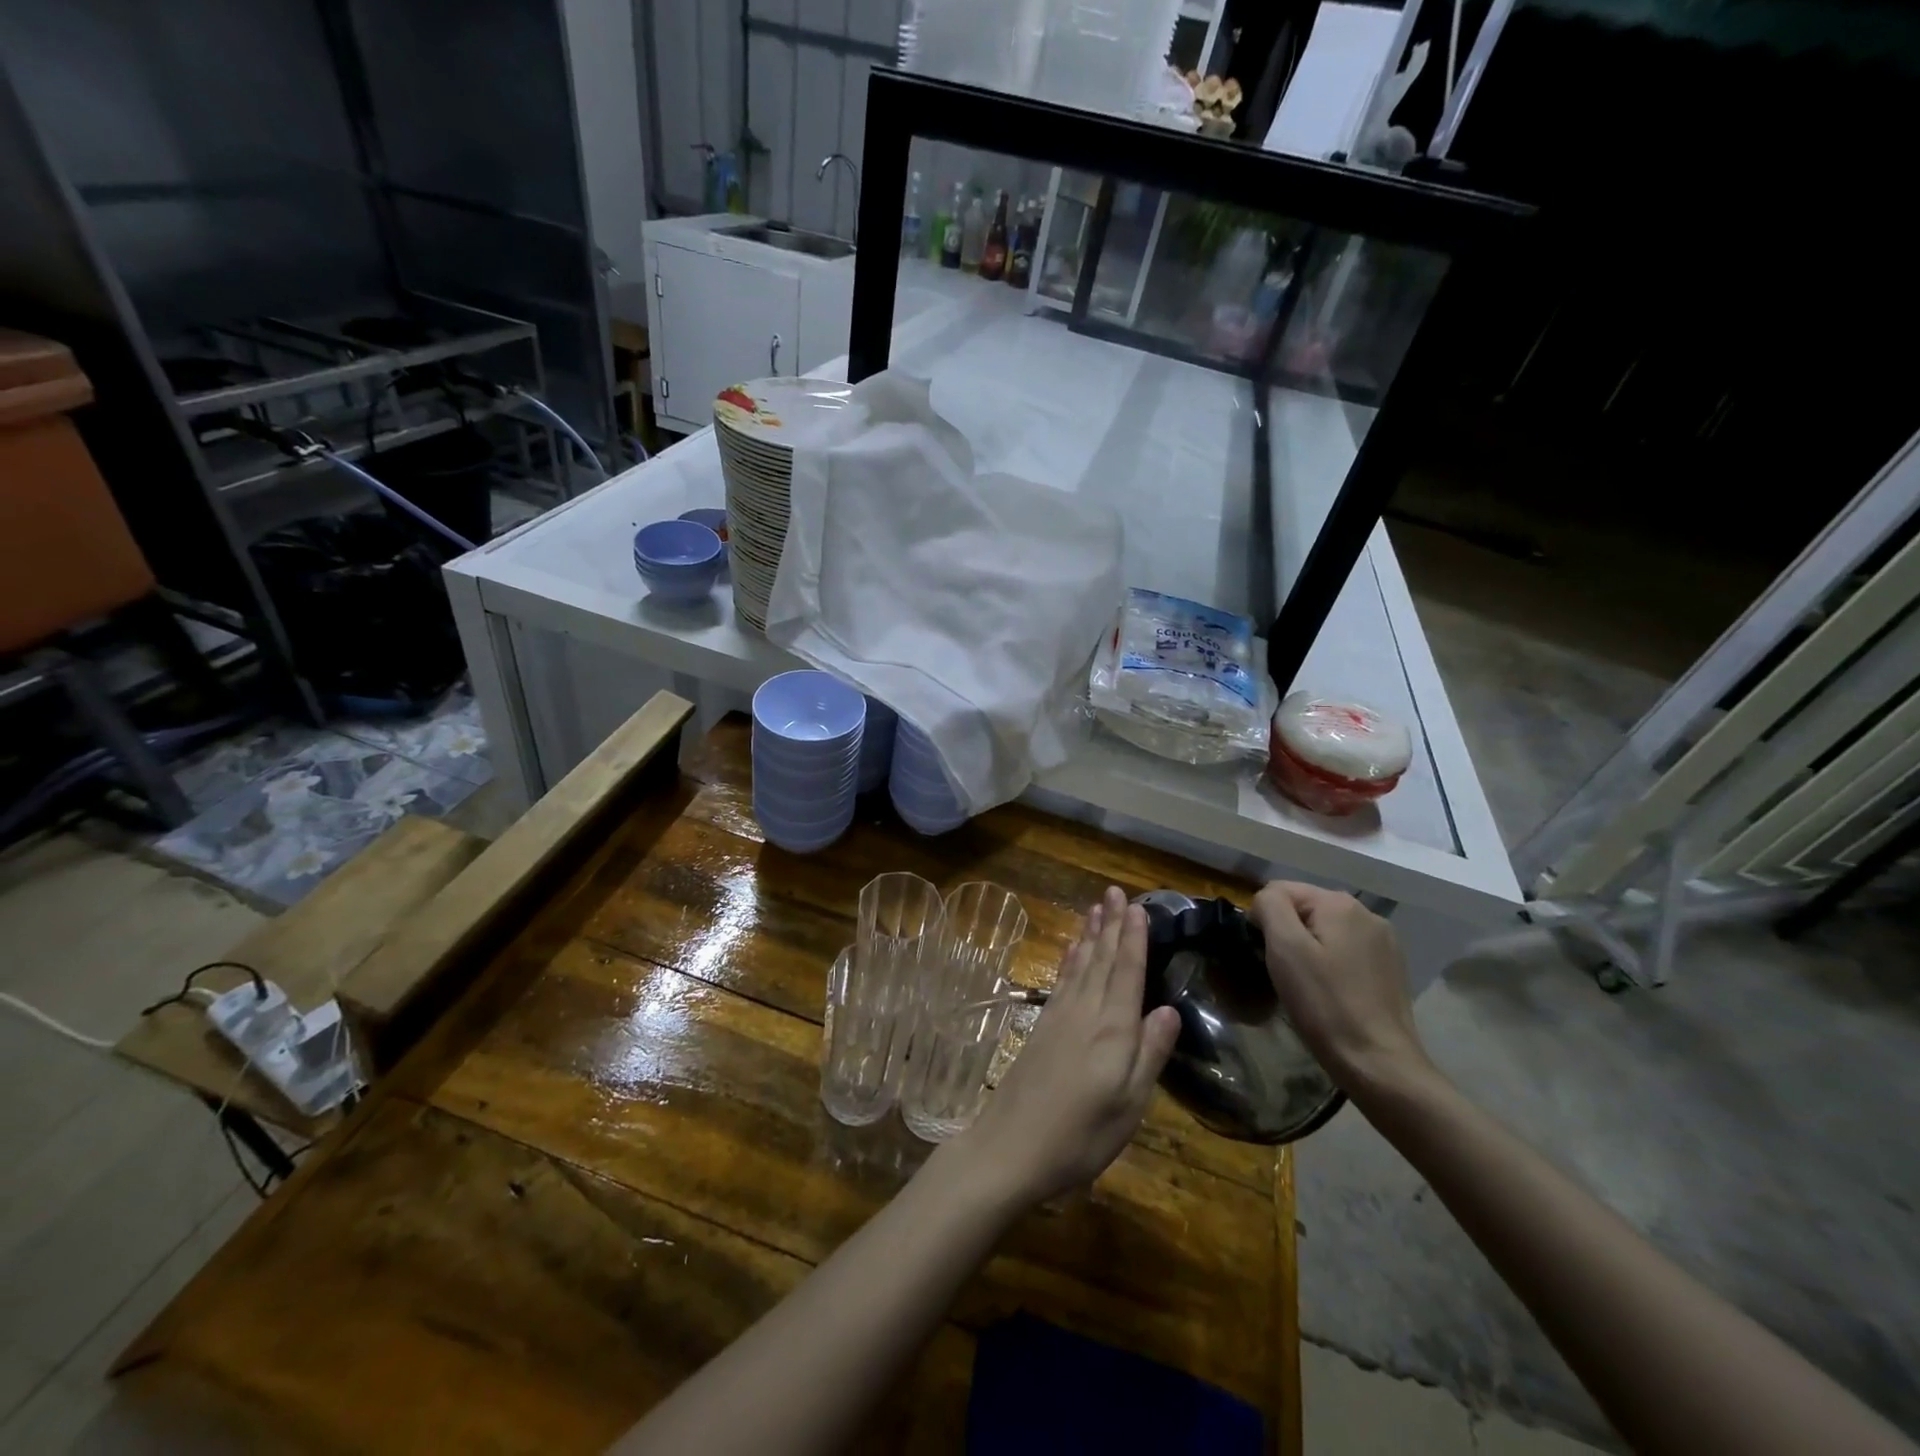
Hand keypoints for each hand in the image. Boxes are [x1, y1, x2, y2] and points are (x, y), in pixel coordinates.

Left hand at [951, 887, 1181, 1208]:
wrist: (1010, 1147)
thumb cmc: (1080, 1135)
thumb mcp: (1129, 1105)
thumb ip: (1149, 1053)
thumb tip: (1170, 1009)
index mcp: (1112, 1030)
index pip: (1126, 973)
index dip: (1133, 939)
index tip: (1137, 907)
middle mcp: (1085, 1013)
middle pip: (1101, 960)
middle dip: (1110, 925)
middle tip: (1115, 891)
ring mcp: (1059, 1018)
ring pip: (1080, 966)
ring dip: (1090, 935)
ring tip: (1096, 908)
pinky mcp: (1042, 1029)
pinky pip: (1061, 982)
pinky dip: (1069, 961)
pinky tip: (1072, 950)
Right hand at [1249, 882, 1431, 1094]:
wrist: (1379, 1064)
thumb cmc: (1325, 1004)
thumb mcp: (1285, 949)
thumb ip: (1270, 907)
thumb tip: (1266, 900)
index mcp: (1340, 904)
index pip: (1280, 890)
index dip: (1263, 919)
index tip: (1263, 955)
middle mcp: (1367, 913)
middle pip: (1305, 908)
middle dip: (1286, 933)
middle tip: (1281, 972)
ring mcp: (1384, 942)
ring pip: (1325, 930)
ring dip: (1308, 949)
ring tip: (1304, 984)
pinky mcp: (1390, 968)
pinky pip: (1345, 951)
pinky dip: (1329, 963)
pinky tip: (1329, 991)